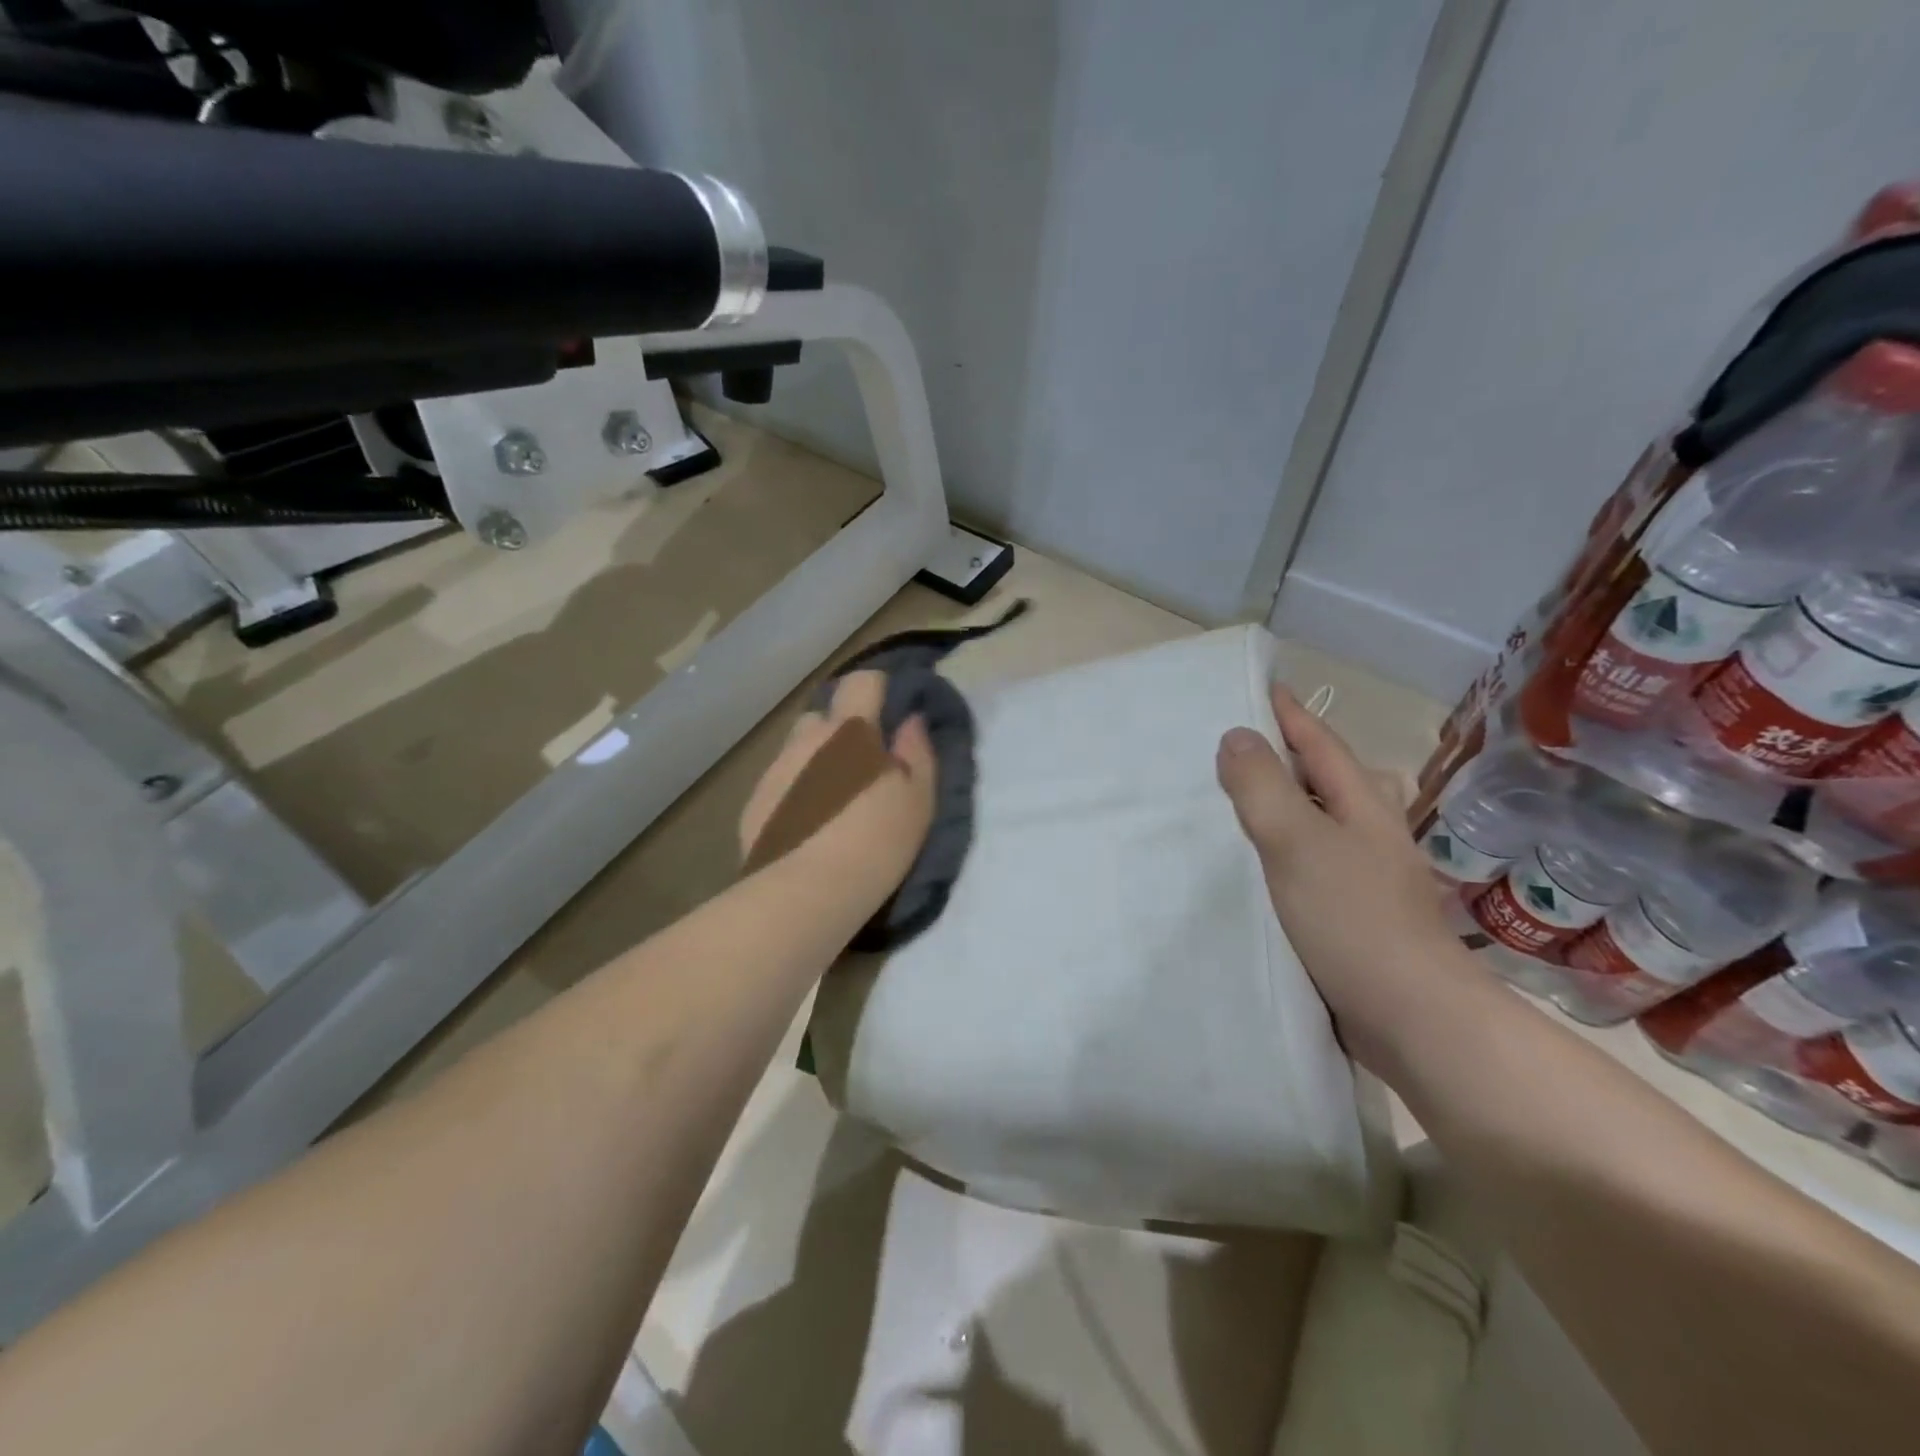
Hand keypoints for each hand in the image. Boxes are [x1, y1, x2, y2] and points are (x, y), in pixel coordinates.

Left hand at [739, 671, 937, 905]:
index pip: (862, 681)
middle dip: (840, 730)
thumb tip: (911, 721)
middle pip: (822, 715)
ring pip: (797, 750)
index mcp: (850, 731)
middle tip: (861, 765)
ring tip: (830, 800)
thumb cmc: (877, 841)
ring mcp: (775, 771)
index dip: (877, 690)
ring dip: (814, 761)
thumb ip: (918, 752)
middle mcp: (807, 741)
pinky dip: (793, 793)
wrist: (808, 894)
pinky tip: (805, 826)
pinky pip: (778, 784)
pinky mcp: (753, 805)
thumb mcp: (918, 800)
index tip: (890, 714)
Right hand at [1215, 685, 1470, 1072]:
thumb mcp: (1298, 842)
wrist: (1411, 1018)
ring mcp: (1364, 875)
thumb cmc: (1353, 919)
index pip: (1319, 742)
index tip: (1255, 687)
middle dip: (1285, 755)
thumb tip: (1237, 735)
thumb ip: (1263, 787)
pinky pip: (1308, 861)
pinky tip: (1253, 865)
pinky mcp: (1352, 913)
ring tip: (1232, 799)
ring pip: (1317, 821)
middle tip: (1231, 744)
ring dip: (1281, 804)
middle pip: (1325, 778)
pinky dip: (1279, 849)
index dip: (1288, 713)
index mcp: (1362, 804)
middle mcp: (1367, 832)